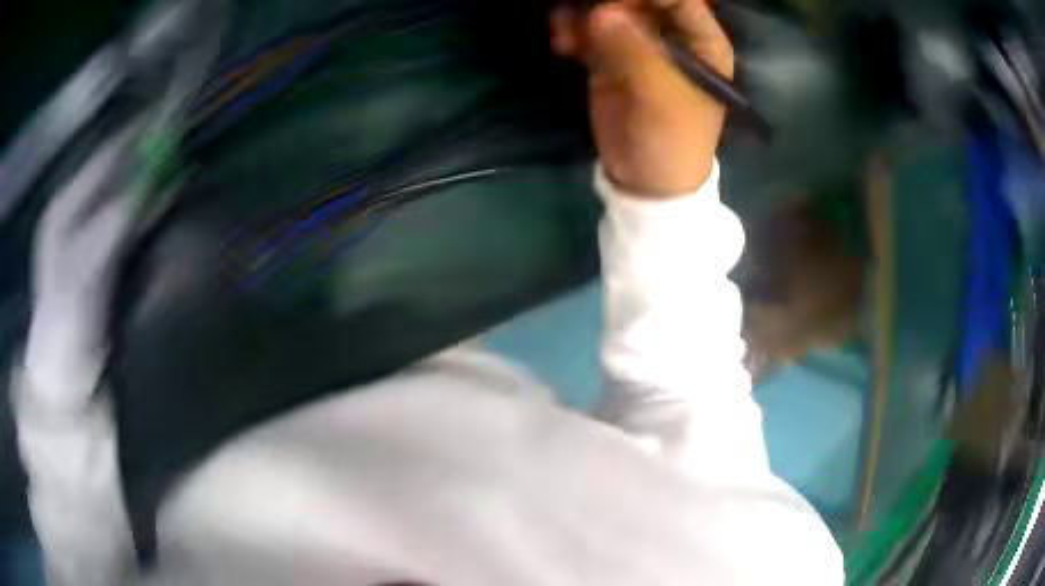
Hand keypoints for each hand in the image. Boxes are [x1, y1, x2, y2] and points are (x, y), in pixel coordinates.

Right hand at [551, 0, 732, 195]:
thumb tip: (602, 13)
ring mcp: (638, 42)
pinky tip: (562, 46)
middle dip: (605, 1)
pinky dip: (571, 31)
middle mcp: (670, 33)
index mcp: (700, 40)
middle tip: (583, 20)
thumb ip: (635, 51)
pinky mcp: (610, 56)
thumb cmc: (672, 140)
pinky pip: (587, 30)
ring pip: (607, 8)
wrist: (647, 180)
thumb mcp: (662, 97)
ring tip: (565, 35)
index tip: (610, 4)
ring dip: (581, 13)